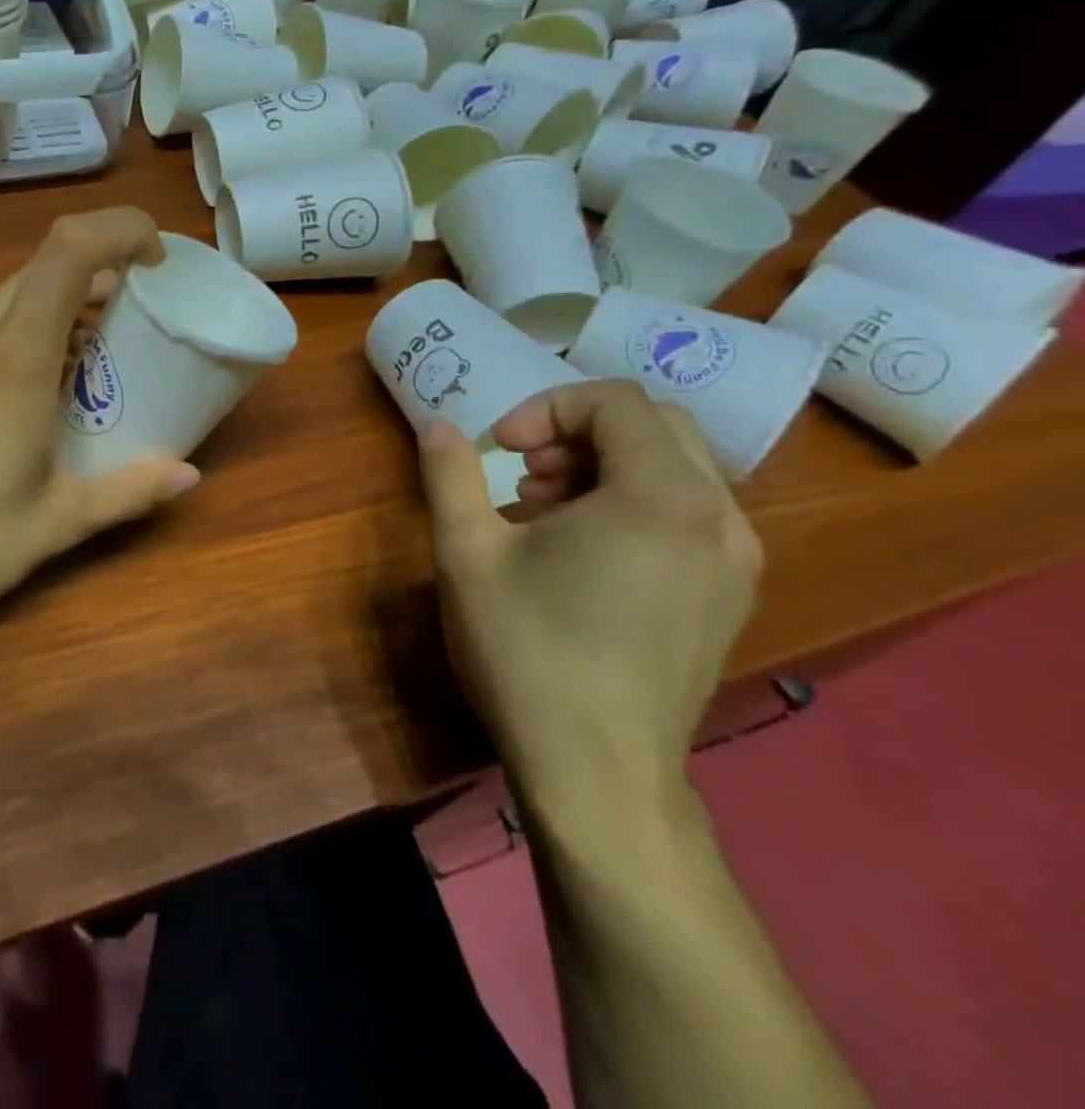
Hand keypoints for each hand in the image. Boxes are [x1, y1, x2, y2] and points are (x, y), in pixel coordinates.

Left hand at [0, 208, 199, 617]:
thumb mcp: (55, 523)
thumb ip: (128, 493)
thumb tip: (188, 476)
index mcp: (14, 361)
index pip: (69, 251)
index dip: (119, 230)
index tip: (153, 263)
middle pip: (42, 269)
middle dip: (98, 277)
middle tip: (129, 327)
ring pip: (5, 298)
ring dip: (54, 310)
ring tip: (76, 366)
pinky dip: (12, 334)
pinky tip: (12, 395)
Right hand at [417, 380, 761, 826]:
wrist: (597, 772)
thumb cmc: (527, 651)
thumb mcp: (466, 553)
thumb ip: (450, 474)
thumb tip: (436, 424)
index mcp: (661, 495)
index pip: (614, 400)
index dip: (546, 408)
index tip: (500, 450)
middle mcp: (719, 516)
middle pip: (654, 425)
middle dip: (578, 432)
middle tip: (524, 475)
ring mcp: (736, 560)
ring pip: (676, 469)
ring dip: (605, 467)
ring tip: (544, 514)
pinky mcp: (730, 596)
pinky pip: (689, 514)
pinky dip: (634, 504)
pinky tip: (582, 553)